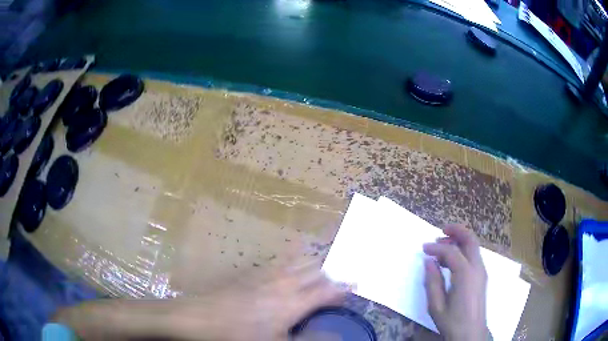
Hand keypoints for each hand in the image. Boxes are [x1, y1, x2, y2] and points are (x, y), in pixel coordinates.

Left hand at [53, 258, 346, 340]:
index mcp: (291, 302)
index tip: (357, 283)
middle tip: (339, 280)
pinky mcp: (246, 274)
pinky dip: (290, 262)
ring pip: (295, 261)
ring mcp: (262, 275)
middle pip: (313, 269)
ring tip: (319, 271)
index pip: (326, 289)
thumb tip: (335, 336)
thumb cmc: (236, 337)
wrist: (193, 318)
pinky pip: (276, 262)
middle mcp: (280, 282)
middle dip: (330, 273)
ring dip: (311, 264)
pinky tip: (286, 269)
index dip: (344, 287)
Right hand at [423, 224, 488, 340]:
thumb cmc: (452, 321)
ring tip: (443, 245)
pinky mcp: (482, 277)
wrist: (470, 333)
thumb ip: (432, 281)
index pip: (451, 251)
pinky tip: (451, 260)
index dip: (436, 247)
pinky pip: (474, 256)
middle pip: (470, 240)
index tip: (424, 248)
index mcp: (465, 274)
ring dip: (460, 241)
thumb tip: (429, 261)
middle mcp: (477, 268)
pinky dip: (463, 251)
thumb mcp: (436, 305)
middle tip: (441, 231)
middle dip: (456, 231)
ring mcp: (482, 271)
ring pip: (473, 247)